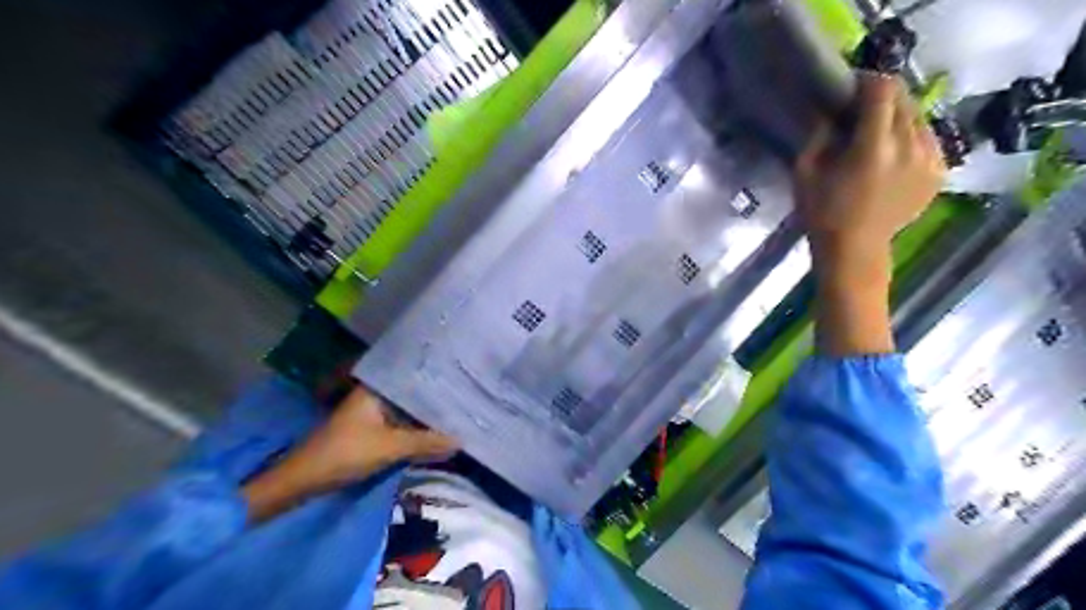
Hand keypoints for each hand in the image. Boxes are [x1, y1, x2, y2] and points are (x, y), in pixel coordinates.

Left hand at [241, 387, 453, 517]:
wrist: (301, 481)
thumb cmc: (344, 454)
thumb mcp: (388, 448)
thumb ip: (425, 443)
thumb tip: (460, 441)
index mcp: (376, 389)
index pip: (414, 378)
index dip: (438, 380)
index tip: (463, 380)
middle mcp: (375, 396)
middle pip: (412, 396)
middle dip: (436, 401)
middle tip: (467, 398)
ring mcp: (372, 413)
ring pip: (407, 413)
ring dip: (426, 418)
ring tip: (459, 414)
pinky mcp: (371, 431)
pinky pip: (400, 426)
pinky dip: (415, 430)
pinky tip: (435, 433)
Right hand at [795, 73, 947, 259]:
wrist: (855, 249)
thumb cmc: (823, 213)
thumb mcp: (805, 173)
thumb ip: (818, 135)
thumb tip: (829, 110)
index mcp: (874, 147)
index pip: (883, 91)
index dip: (867, 81)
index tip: (851, 87)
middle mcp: (910, 147)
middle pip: (905, 99)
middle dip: (883, 97)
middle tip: (861, 109)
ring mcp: (931, 160)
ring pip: (920, 117)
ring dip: (899, 115)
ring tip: (878, 131)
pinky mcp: (940, 171)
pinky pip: (929, 138)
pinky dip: (911, 136)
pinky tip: (893, 153)